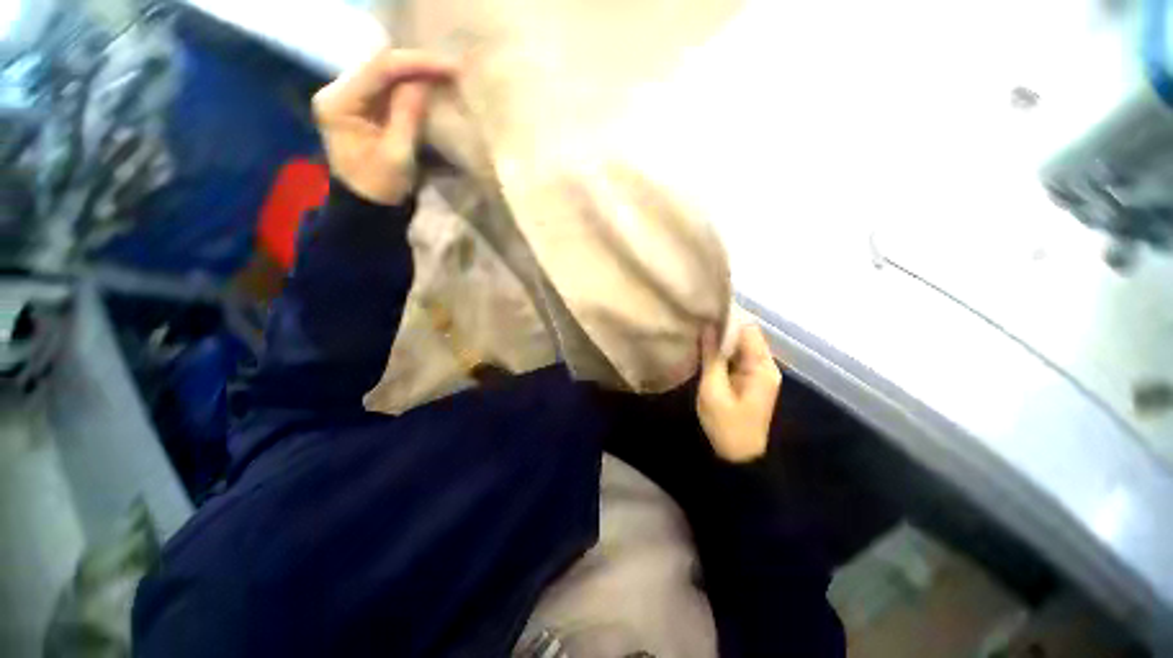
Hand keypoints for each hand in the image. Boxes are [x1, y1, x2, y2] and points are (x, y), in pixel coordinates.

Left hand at [312, 49, 455, 205]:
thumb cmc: (380, 188)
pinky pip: (390, 88)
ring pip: (387, 74)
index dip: (416, 64)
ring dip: (416, 75)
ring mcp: (351, 98)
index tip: (451, 68)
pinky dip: (412, 87)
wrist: (369, 209)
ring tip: (445, 77)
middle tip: (452, 71)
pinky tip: (431, 87)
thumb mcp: (397, 155)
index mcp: (338, 102)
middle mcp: (339, 92)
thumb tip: (425, 81)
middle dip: (418, 66)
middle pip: (381, 66)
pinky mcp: (364, 108)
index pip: (379, 68)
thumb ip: (408, 115)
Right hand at [696, 323, 782, 462]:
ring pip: (742, 346)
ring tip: (699, 330)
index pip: (748, 330)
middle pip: (747, 336)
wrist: (739, 458)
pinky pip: (739, 358)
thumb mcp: (713, 389)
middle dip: (724, 327)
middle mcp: (766, 366)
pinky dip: (724, 352)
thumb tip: (708, 327)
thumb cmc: (726, 425)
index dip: (728, 318)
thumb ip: (712, 357)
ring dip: (723, 340)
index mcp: (761, 367)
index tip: (705, 310)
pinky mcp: (751, 381)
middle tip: (698, 319)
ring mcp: (760, 374)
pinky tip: (706, 348)